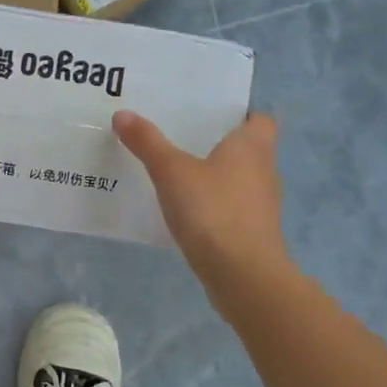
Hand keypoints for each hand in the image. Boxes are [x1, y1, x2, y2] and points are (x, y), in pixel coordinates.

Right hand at [113, 110, 295, 280]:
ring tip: (177, 169)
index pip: (262, 119)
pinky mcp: (251, 233)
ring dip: (216, 174)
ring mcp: (260, 205)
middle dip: (220, 142)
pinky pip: (231, 207)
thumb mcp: (171, 171)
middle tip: (181, 134)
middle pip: (248, 148)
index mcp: (252, 147)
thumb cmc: (213, 210)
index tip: (212, 111)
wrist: (242, 276)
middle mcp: (263, 171)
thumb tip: (123, 114)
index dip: (243, 113)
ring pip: (239, 179)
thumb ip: (147, 142)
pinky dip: (212, 203)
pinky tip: (184, 207)